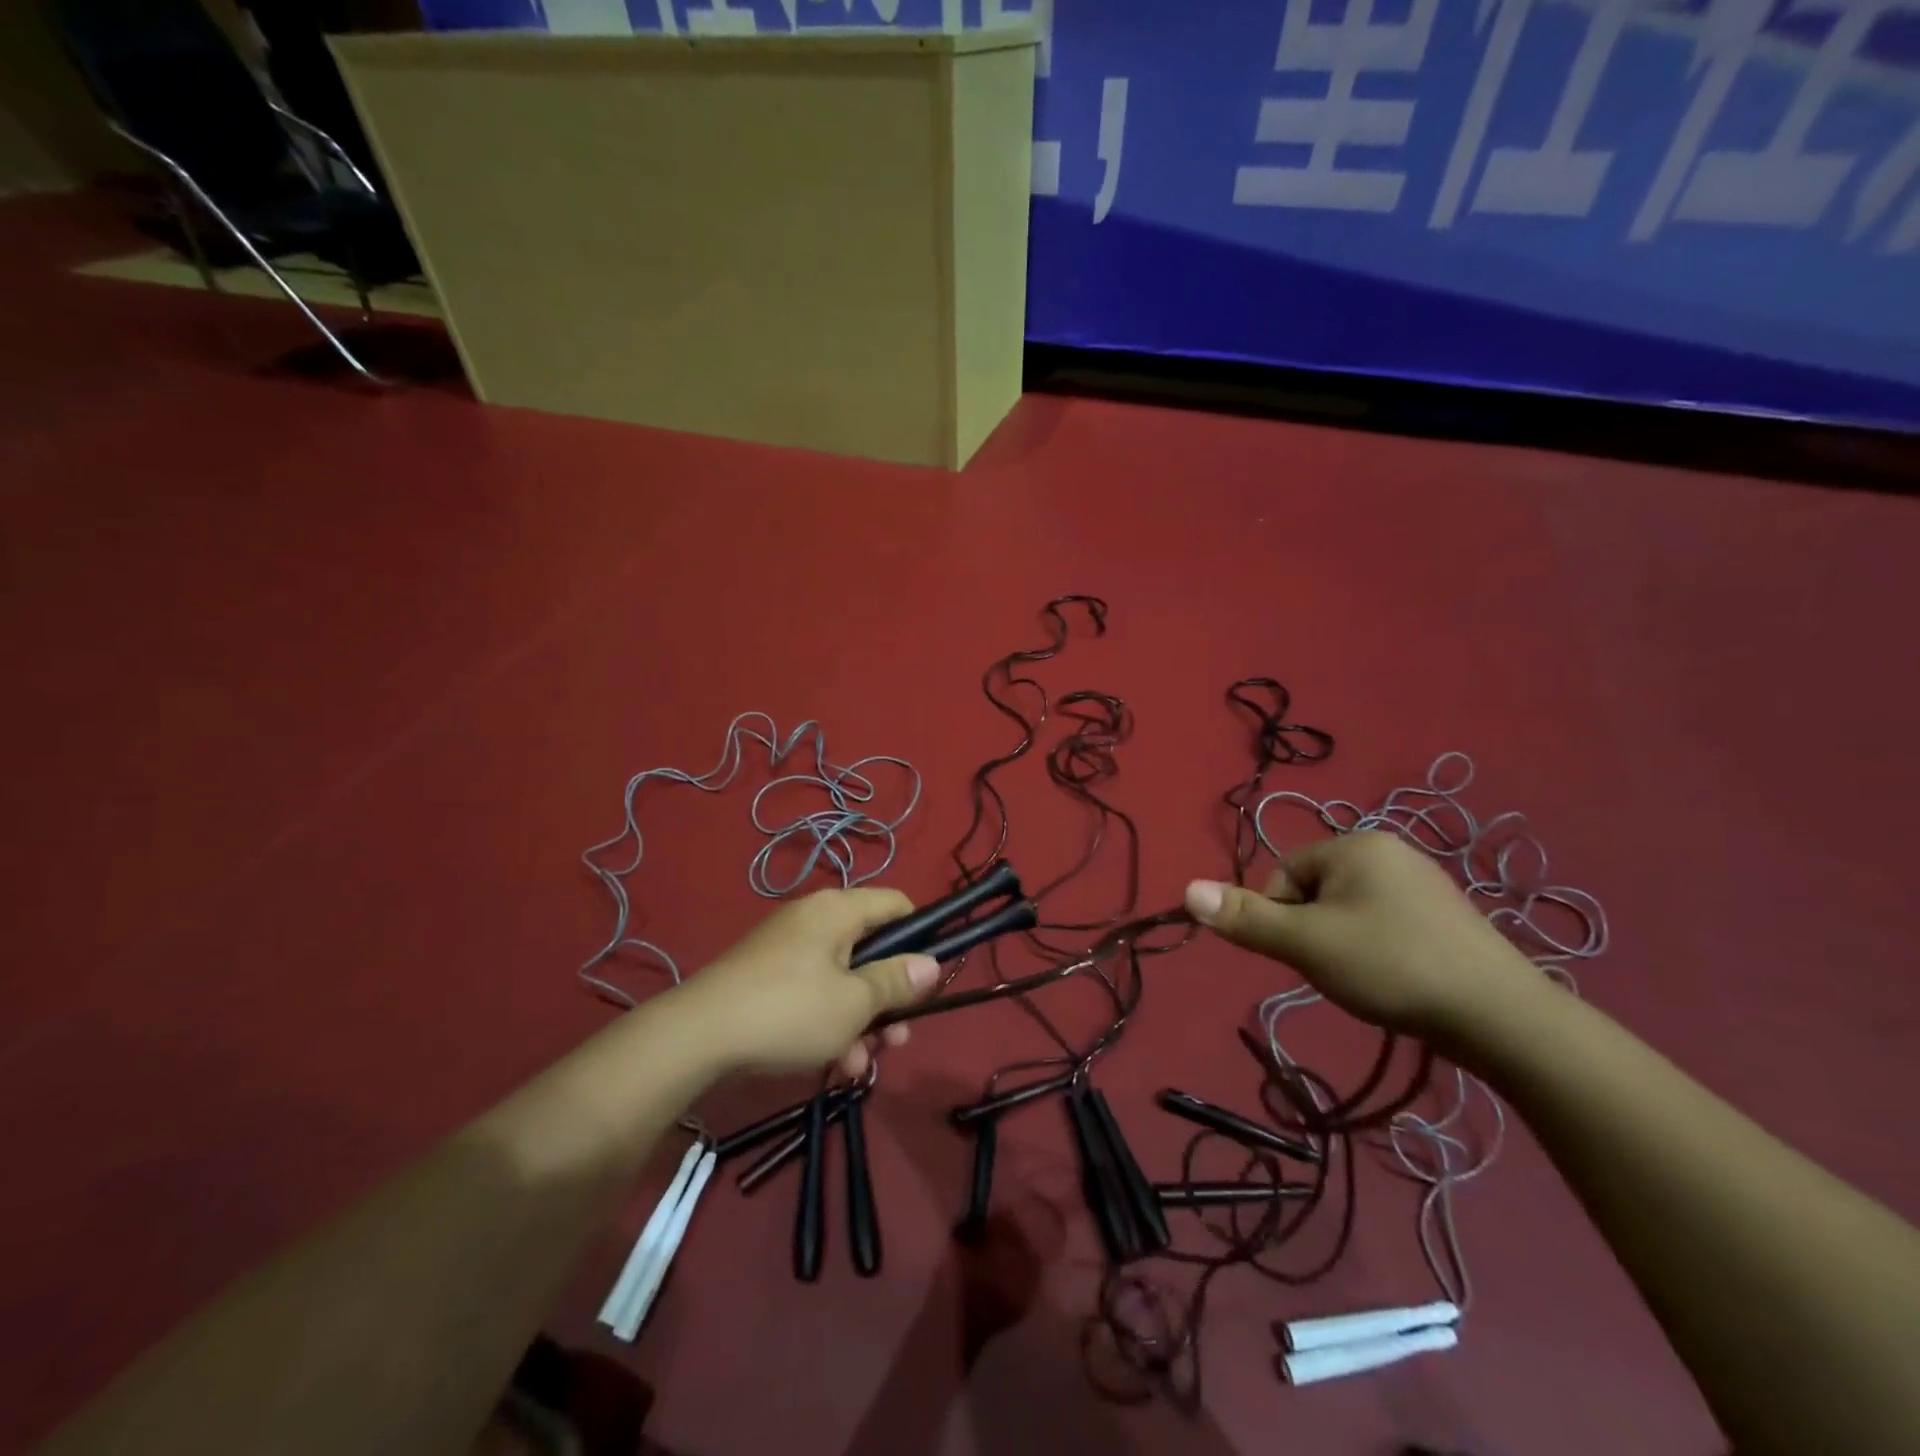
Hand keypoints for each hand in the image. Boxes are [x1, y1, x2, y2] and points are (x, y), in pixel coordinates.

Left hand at [676, 888, 938, 1079]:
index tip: (929, 977)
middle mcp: (814, 920)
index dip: (920, 936)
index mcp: (838, 911)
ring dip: (861, 1021)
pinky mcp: (767, 979)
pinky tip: (833, 1066)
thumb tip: (932, 962)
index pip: (896, 904)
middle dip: (889, 997)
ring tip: (861, 1065)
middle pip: (871, 950)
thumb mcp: (854, 1002)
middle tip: (898, 1037)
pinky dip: (829, 1024)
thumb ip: (896, 981)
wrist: (696, 1037)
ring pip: (843, 980)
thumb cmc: (789, 1011)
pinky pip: (814, 994)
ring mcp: (788, 950)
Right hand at [1184, 831, 1545, 1039]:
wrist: (1502, 1017)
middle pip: (1315, 891)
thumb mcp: (1306, 943)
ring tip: (1368, 979)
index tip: (1306, 954)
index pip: (1283, 874)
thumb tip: (1186, 890)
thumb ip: (1246, 918)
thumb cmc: (1391, 966)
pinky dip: (1376, 951)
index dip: (1281, 918)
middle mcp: (1389, 850)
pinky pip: (1384, 923)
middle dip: (1313, 932)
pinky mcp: (1444, 915)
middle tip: (1338, 969)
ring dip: (1341, 944)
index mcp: (1356, 844)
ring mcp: (1422, 883)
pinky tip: (1396, 979)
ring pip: (1348, 911)